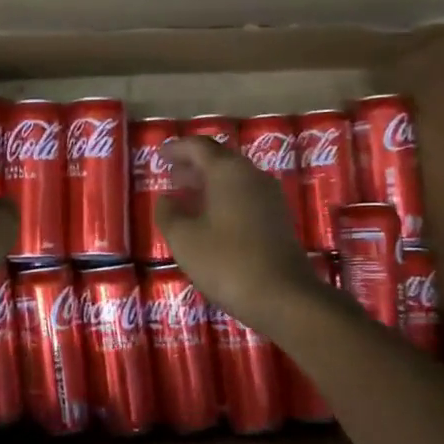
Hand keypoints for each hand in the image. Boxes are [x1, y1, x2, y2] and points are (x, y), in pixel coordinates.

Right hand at [154, 137, 323, 329]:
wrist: (284, 296)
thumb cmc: (226, 262)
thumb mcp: (184, 239)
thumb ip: (169, 214)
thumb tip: (165, 199)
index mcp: (228, 172)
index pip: (199, 147)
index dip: (177, 148)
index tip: (160, 154)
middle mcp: (252, 176)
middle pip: (219, 160)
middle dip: (193, 165)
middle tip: (171, 175)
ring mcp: (269, 197)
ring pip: (234, 179)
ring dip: (208, 183)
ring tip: (186, 196)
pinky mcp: (278, 219)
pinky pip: (245, 197)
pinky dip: (223, 199)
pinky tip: (210, 219)